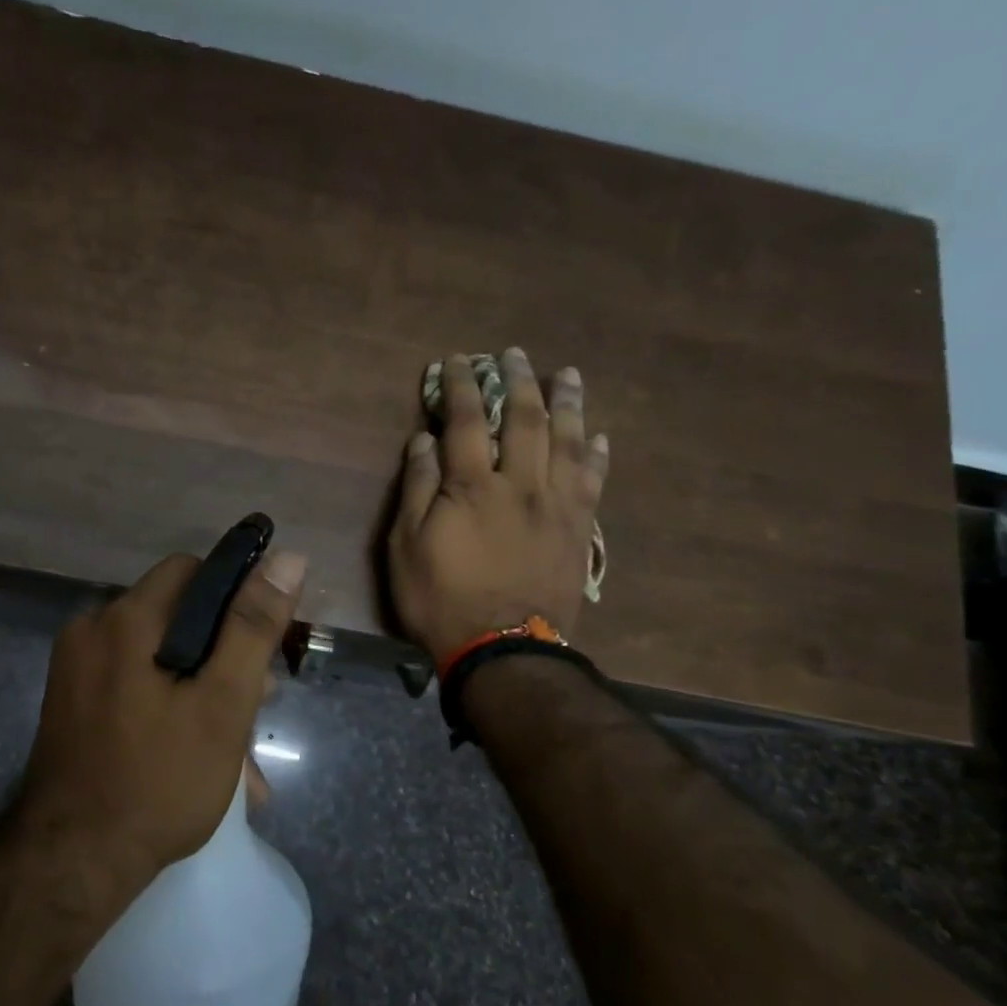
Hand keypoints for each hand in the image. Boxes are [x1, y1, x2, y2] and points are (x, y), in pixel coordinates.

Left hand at [19, 549, 306, 881]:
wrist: (72, 865)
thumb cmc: (159, 782)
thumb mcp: (222, 704)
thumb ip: (253, 628)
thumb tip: (287, 557)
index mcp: (124, 619)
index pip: (191, 572)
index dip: (236, 597)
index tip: (264, 644)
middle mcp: (91, 631)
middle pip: (175, 616)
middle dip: (222, 654)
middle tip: (257, 705)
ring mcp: (75, 670)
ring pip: (157, 656)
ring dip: (201, 688)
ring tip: (238, 750)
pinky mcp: (71, 703)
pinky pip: (132, 684)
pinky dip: (168, 705)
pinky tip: (199, 755)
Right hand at [388, 349, 608, 660]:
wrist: (504, 651)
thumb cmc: (443, 599)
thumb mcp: (406, 546)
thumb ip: (417, 489)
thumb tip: (424, 441)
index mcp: (472, 486)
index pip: (465, 421)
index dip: (460, 386)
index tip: (457, 361)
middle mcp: (521, 484)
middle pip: (525, 420)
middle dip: (519, 381)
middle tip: (516, 354)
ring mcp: (558, 506)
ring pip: (568, 441)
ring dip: (567, 403)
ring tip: (568, 374)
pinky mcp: (581, 529)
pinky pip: (594, 481)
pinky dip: (597, 453)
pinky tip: (599, 435)